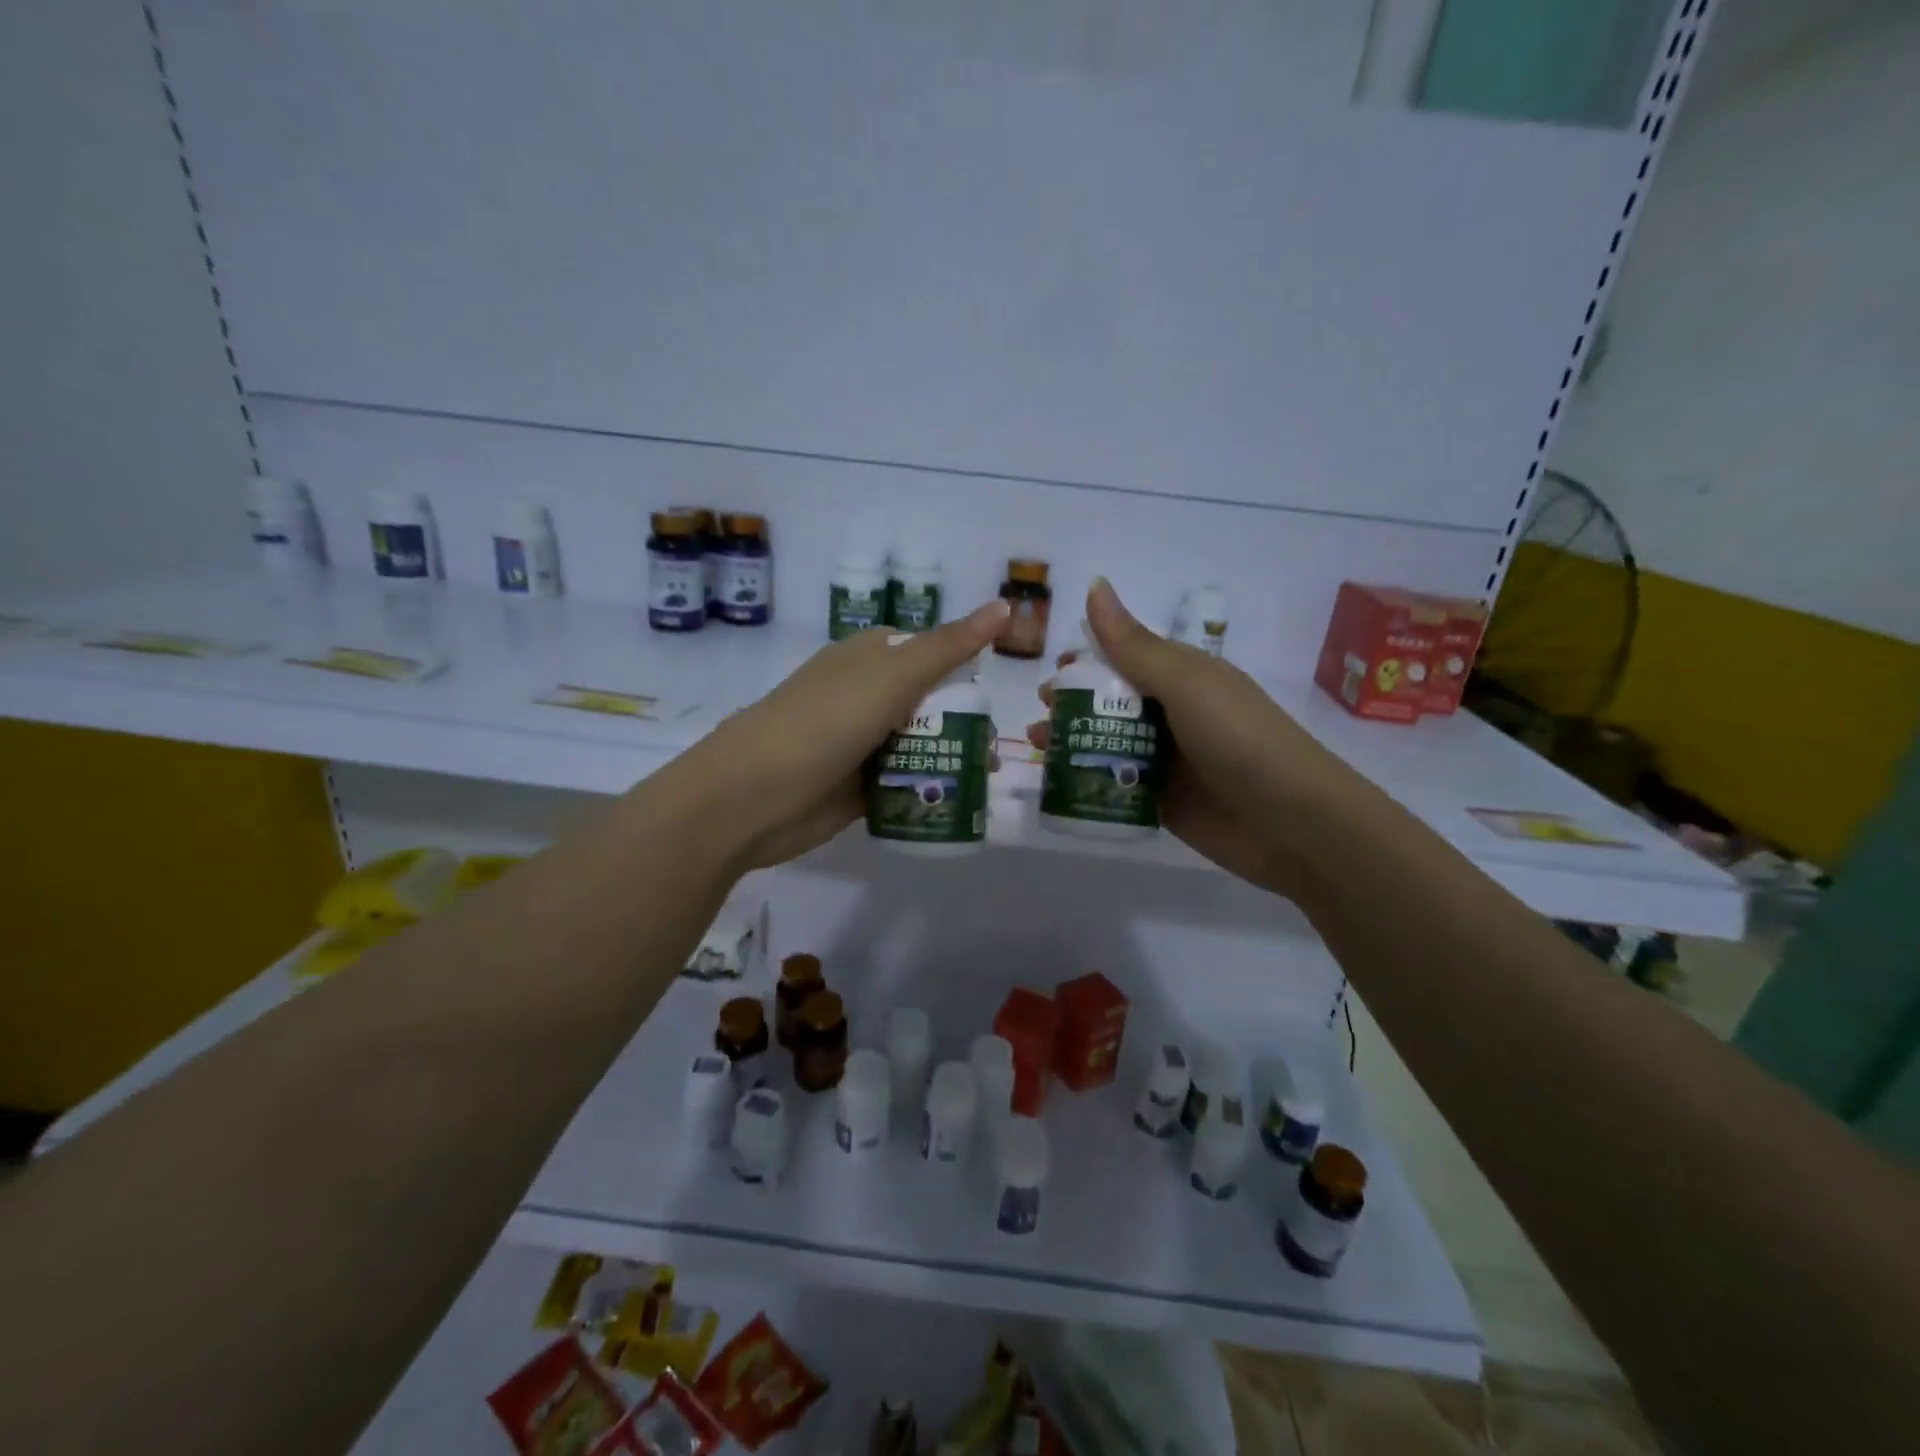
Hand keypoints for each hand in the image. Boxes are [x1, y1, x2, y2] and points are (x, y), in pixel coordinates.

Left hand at [683, 601, 1010, 869]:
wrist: (752, 796)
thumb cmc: (824, 722)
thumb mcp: (893, 676)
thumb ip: (949, 647)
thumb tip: (1004, 605)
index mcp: (869, 658)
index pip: (929, 651)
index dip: (966, 667)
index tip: (998, 693)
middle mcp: (865, 697)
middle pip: (929, 704)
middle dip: (965, 723)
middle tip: (996, 749)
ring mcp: (860, 743)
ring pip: (919, 746)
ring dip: (951, 760)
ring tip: (986, 779)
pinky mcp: (857, 788)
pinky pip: (903, 784)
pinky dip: (928, 791)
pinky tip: (959, 803)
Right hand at [1027, 579, 1355, 895]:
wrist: (1293, 823)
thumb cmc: (1239, 738)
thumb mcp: (1184, 683)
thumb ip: (1133, 644)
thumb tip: (1094, 583)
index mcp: (1182, 676)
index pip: (1124, 657)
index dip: (1086, 662)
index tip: (1052, 674)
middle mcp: (1173, 713)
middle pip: (1112, 703)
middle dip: (1072, 706)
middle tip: (1039, 717)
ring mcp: (1168, 760)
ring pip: (1110, 743)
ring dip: (1073, 742)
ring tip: (1039, 748)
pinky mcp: (1163, 801)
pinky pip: (1118, 784)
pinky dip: (1089, 780)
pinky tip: (1058, 784)